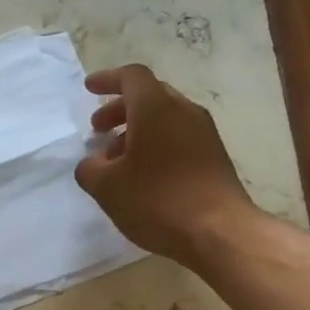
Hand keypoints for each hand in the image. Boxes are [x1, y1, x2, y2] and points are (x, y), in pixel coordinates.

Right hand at [75, 64, 259, 268]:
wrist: (220, 232)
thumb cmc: (158, 200)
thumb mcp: (107, 187)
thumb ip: (90, 168)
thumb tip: (92, 163)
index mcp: (155, 108)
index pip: (132, 77)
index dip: (108, 79)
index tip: (89, 89)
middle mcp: (183, 111)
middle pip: (149, 96)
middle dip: (119, 109)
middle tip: (97, 130)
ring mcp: (204, 134)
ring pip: (164, 118)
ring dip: (136, 131)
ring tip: (115, 160)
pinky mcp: (214, 157)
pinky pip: (178, 138)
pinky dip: (155, 145)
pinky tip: (142, 175)